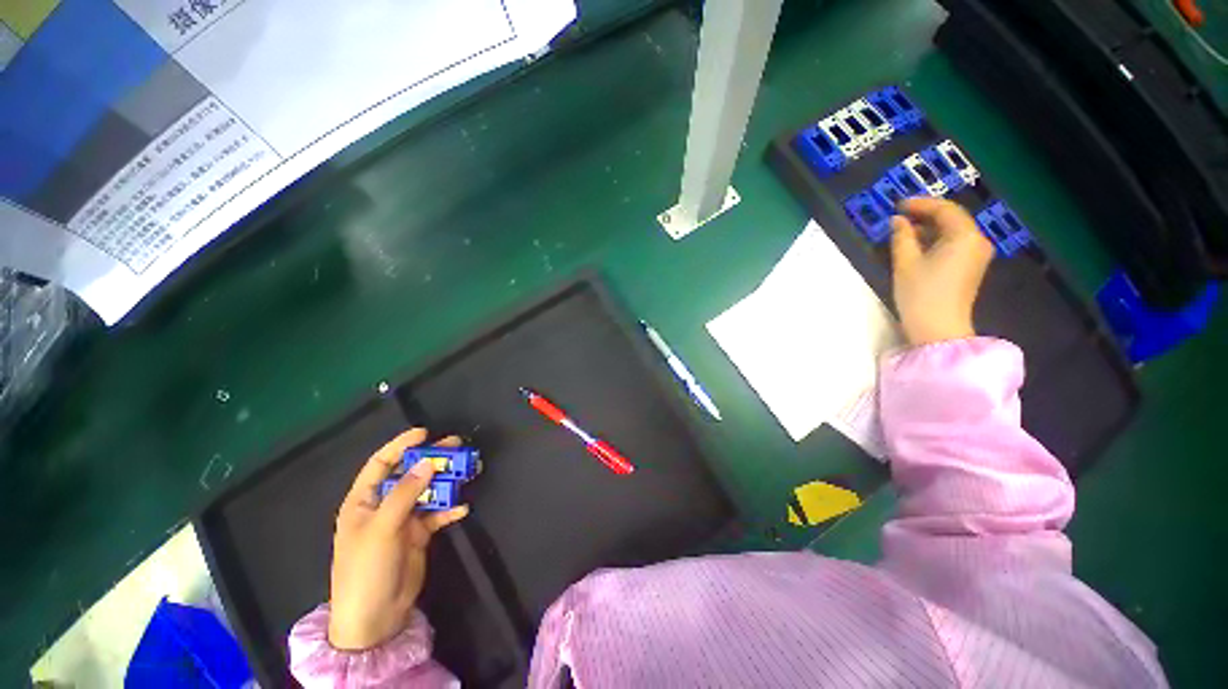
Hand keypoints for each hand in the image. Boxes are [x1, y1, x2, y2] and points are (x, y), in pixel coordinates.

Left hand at [328, 428, 468, 650]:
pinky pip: (437, 514)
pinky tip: (462, 508)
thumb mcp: (382, 528)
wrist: (376, 616)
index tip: (424, 433)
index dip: (400, 445)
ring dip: (446, 481)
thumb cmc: (366, 568)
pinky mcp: (419, 534)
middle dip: (431, 459)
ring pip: (427, 491)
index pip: (380, 463)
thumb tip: (429, 462)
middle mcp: (384, 506)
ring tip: (468, 470)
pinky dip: (450, 509)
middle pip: (409, 474)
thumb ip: (406, 493)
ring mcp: (403, 520)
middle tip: (457, 445)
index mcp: (364, 501)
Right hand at [890, 197, 994, 345]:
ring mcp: (976, 255)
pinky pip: (955, 244)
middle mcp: (977, 241)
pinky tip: (918, 245)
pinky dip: (936, 240)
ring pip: (953, 232)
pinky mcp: (971, 267)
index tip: (897, 205)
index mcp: (964, 236)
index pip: (944, 209)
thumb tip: (897, 221)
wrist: (938, 328)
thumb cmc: (920, 294)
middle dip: (925, 215)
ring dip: (929, 228)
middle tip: (899, 216)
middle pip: (952, 219)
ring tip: (904, 230)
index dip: (920, 204)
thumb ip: (901, 237)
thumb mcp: (905, 263)